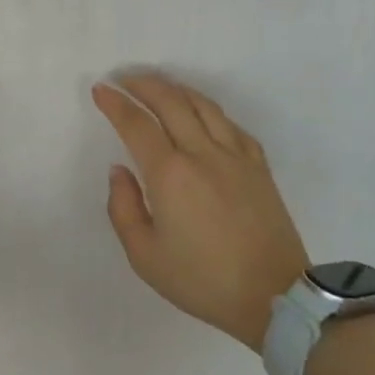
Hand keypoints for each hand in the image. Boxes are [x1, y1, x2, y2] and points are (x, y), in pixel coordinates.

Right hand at [92, 74, 307, 352]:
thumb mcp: (145, 256)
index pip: (137, 125)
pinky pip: (230, 124)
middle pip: (171, 102)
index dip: (115, 103)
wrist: (273, 296)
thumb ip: (123, 208)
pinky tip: (201, 113)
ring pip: (203, 106)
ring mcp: (236, 156)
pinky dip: (209, 110)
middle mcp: (202, 154)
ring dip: (176, 89)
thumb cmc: (202, 280)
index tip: (101, 90)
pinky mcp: (259, 166)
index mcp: (170, 175)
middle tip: (125, 78)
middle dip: (143, 84)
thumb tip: (120, 171)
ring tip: (159, 85)